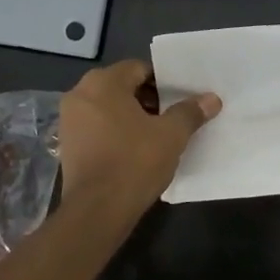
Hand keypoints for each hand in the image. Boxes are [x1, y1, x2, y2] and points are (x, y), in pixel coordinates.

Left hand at [60, 59, 219, 208]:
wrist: (97, 210)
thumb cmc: (135, 162)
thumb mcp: (171, 135)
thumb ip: (190, 112)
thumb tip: (212, 98)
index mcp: (103, 83)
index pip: (139, 69)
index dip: (164, 82)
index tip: (181, 99)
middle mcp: (80, 94)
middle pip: (122, 86)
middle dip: (148, 99)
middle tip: (172, 116)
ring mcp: (69, 120)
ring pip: (108, 107)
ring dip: (132, 116)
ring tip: (157, 134)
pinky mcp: (67, 144)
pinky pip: (97, 127)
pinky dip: (115, 131)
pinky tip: (135, 150)